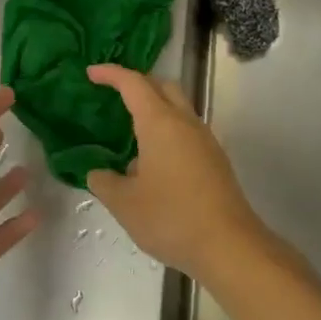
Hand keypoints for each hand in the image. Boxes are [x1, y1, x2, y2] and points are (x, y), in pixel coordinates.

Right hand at [84, 64, 268, 283]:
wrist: (229, 246)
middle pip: (162, 86)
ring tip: (129, 133)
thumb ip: (104, 182)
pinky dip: (166, 131)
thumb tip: (98, 173)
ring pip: (178, 109)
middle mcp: (185, 123)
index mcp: (160, 123)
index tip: (91, 73)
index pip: (133, 84)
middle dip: (137, 84)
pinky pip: (186, 131)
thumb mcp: (124, 203)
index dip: (111, 74)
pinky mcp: (215, 160)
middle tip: (113, 96)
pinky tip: (152, 162)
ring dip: (154, 110)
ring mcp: (205, 141)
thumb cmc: (171, 218)